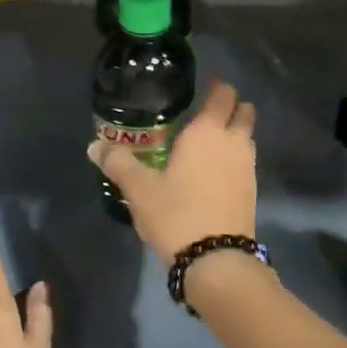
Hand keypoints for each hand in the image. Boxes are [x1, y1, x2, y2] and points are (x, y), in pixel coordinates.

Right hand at [88, 79, 256, 259]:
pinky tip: (212, 174)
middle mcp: (234, 142)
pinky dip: (234, 160)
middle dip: (230, 108)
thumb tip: (94, 146)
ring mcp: (248, 167)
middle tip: (205, 115)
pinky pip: (245, 163)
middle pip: (244, 112)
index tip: (203, 87)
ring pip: (247, 138)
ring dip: (233, 135)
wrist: (216, 259)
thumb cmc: (176, 214)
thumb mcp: (139, 189)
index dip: (216, 87)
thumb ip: (118, 163)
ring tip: (206, 145)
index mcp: (208, 131)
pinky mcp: (252, 191)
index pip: (223, 94)